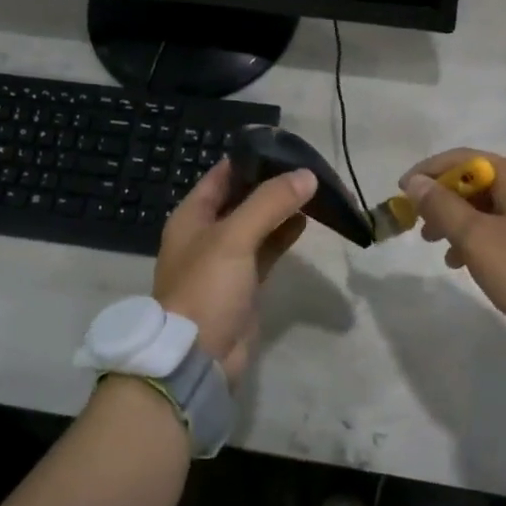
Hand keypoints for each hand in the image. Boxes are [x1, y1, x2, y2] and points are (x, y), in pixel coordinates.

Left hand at [154, 161, 314, 384]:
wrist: (198, 358)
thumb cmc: (206, 289)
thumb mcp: (234, 238)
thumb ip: (269, 203)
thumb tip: (307, 175)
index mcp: (192, 217)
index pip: (222, 175)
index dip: (251, 159)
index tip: (286, 147)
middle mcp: (207, 234)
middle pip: (242, 198)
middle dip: (272, 183)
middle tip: (308, 167)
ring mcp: (226, 261)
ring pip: (258, 224)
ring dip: (281, 209)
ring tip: (314, 190)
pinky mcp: (245, 284)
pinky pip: (266, 250)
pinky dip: (284, 235)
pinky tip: (306, 221)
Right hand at [402, 149, 505, 339]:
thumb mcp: (478, 241)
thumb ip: (443, 207)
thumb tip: (417, 182)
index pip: (464, 159)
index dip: (429, 173)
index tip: (402, 193)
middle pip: (484, 182)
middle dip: (448, 205)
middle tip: (424, 233)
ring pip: (502, 205)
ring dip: (470, 224)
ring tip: (450, 257)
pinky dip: (495, 234)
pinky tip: (484, 262)